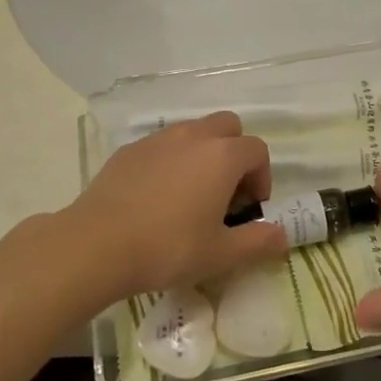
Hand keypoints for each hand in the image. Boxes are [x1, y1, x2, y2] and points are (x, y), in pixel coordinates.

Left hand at [62, 113, 287, 298]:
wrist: (97, 244)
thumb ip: (257, 242)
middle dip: (235, 153)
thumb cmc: (167, 248)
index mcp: (221, 156)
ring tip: (192, 195)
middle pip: (228, 126)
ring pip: (193, 131)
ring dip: (203, 154)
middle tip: (226, 193)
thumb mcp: (219, 254)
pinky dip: (171, 161)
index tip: (250, 208)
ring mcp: (159, 139)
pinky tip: (157, 197)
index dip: (262, 177)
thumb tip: (283, 235)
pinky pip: (162, 145)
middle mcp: (193, 136)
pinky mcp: (130, 149)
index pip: (257, 150)